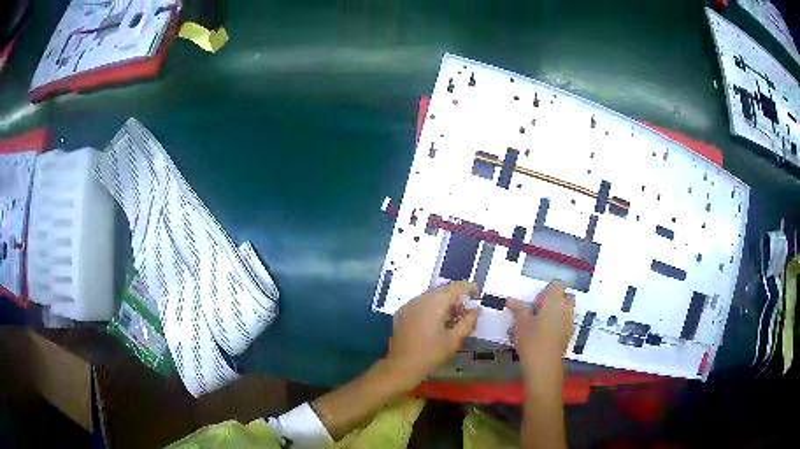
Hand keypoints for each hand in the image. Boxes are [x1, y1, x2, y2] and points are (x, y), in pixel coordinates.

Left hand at [386, 281, 479, 388]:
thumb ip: (467, 321)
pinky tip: (435, 322)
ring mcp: (408, 305)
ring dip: (443, 303)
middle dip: (456, 297)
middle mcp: (420, 299)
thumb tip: (475, 309)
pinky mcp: (401, 313)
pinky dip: (430, 307)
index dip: (469, 287)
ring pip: (430, 296)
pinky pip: (419, 303)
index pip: (455, 287)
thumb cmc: (431, 354)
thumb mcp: (454, 339)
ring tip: (451, 319)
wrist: (402, 366)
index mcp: (434, 303)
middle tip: (465, 312)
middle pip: (442, 290)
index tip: (478, 294)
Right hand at [507, 281, 574, 374]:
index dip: (547, 290)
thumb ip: (518, 309)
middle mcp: (566, 309)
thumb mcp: (520, 323)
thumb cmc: (531, 340)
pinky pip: (566, 322)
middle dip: (556, 300)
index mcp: (555, 301)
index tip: (536, 303)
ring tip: (542, 323)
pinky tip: (546, 334)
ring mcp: (569, 322)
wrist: (544, 364)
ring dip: (558, 312)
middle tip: (540, 310)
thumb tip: (510, 300)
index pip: (557, 285)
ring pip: (567, 310)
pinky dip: (559, 324)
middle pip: (566, 296)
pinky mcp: (569, 334)